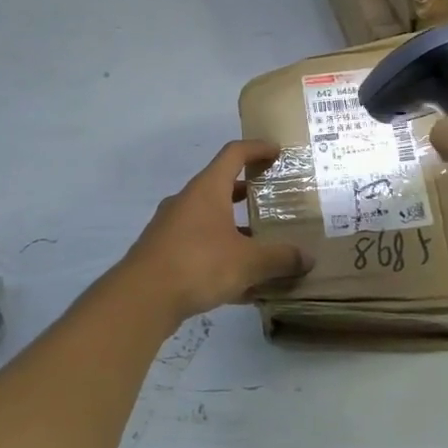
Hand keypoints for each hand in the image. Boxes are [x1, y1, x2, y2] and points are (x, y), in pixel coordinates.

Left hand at [117, 140, 313, 321]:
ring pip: (210, 220)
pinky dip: (222, 256)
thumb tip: (307, 259)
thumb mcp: (248, 262)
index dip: (256, 148)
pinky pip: (200, 247)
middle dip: (248, 192)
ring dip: (235, 228)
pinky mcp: (164, 254)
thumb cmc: (198, 264)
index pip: (233, 154)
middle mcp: (187, 202)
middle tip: (273, 199)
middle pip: (221, 187)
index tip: (276, 151)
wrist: (140, 299)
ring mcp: (171, 228)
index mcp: (207, 190)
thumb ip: (279, 258)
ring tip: (262, 244)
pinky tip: (242, 284)